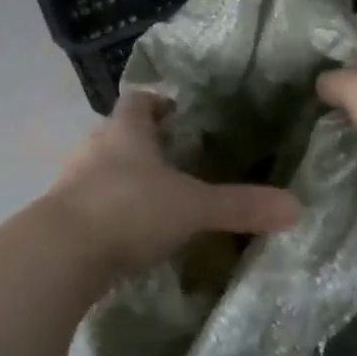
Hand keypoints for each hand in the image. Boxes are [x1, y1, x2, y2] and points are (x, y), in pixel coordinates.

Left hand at [46, 92, 302, 276]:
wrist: (60, 255)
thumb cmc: (129, 211)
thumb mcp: (193, 207)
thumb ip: (241, 206)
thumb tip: (297, 207)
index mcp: (125, 132)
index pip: (138, 101)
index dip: (157, 103)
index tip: (177, 113)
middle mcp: (94, 149)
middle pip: (117, 134)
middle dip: (143, 144)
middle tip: (174, 161)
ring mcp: (71, 183)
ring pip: (101, 170)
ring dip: (123, 179)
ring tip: (154, 199)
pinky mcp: (59, 217)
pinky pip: (89, 205)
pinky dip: (108, 212)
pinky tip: (127, 233)